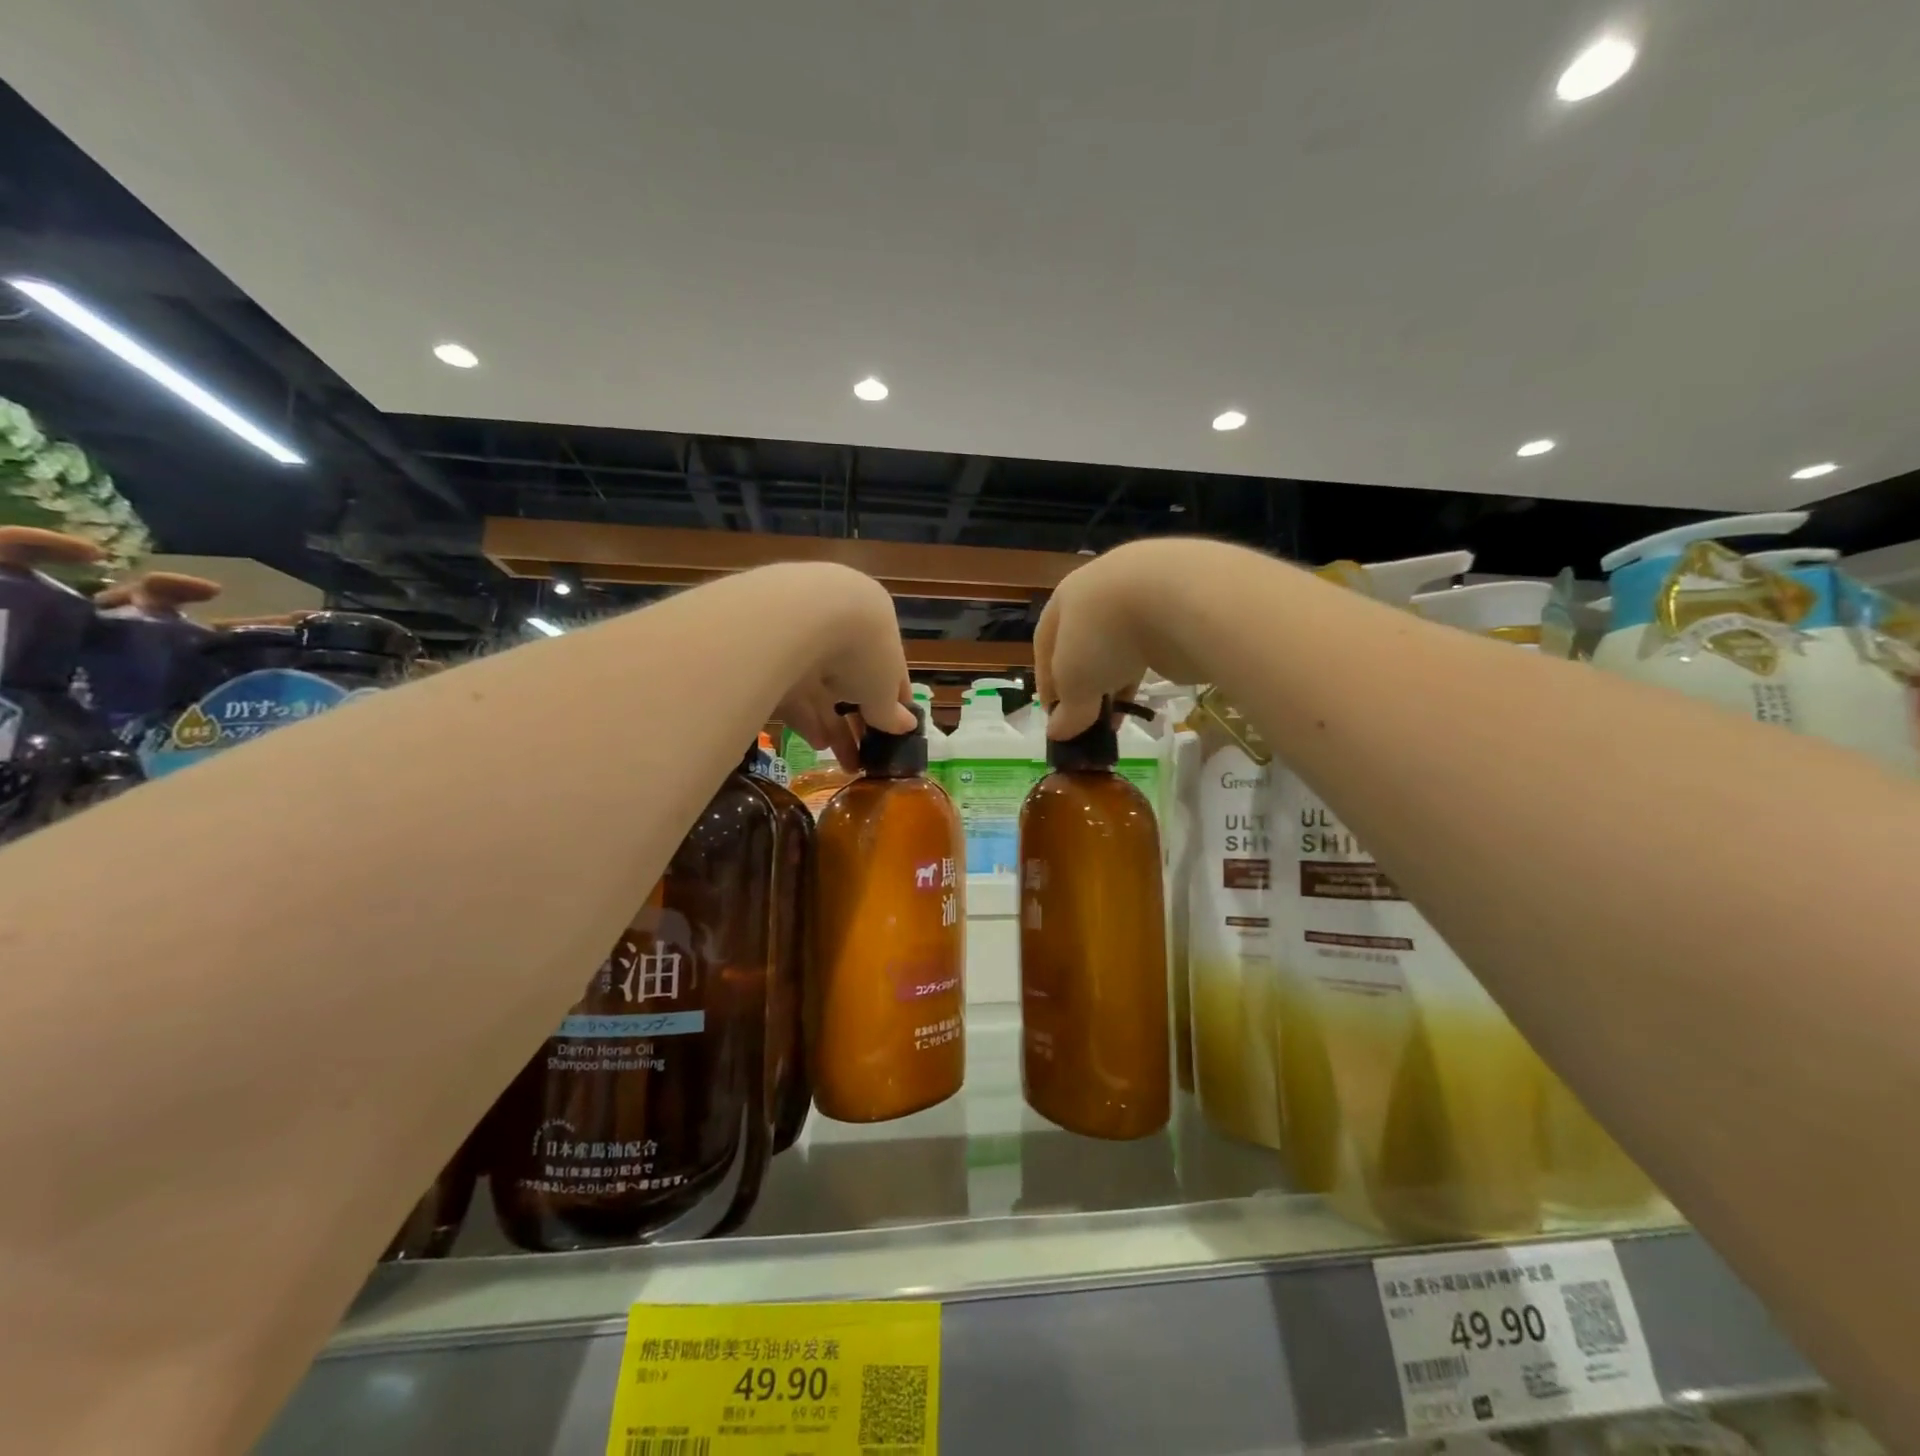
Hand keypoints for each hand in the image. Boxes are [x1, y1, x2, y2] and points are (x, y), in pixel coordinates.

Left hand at [768, 564, 916, 769]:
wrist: (801, 619)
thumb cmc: (862, 649)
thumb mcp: (884, 687)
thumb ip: (891, 711)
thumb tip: (905, 726)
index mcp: (875, 626)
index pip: (889, 669)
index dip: (894, 702)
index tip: (897, 731)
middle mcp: (839, 630)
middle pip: (853, 682)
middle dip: (862, 721)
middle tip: (869, 755)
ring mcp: (803, 644)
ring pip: (822, 692)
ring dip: (836, 726)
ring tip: (847, 761)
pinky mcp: (770, 661)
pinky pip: (795, 695)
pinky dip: (808, 720)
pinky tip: (820, 745)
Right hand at [1035, 539, 1216, 736]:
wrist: (1180, 600)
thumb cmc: (1105, 635)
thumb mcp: (1076, 682)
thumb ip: (1068, 710)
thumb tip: (1058, 732)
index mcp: (1066, 597)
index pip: (1045, 643)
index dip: (1046, 681)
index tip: (1053, 715)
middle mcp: (1100, 589)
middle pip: (1083, 642)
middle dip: (1081, 682)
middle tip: (1084, 716)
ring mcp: (1141, 595)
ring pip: (1117, 645)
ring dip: (1111, 681)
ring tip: (1112, 716)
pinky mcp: (1176, 610)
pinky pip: (1148, 647)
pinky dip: (1140, 673)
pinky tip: (1140, 698)